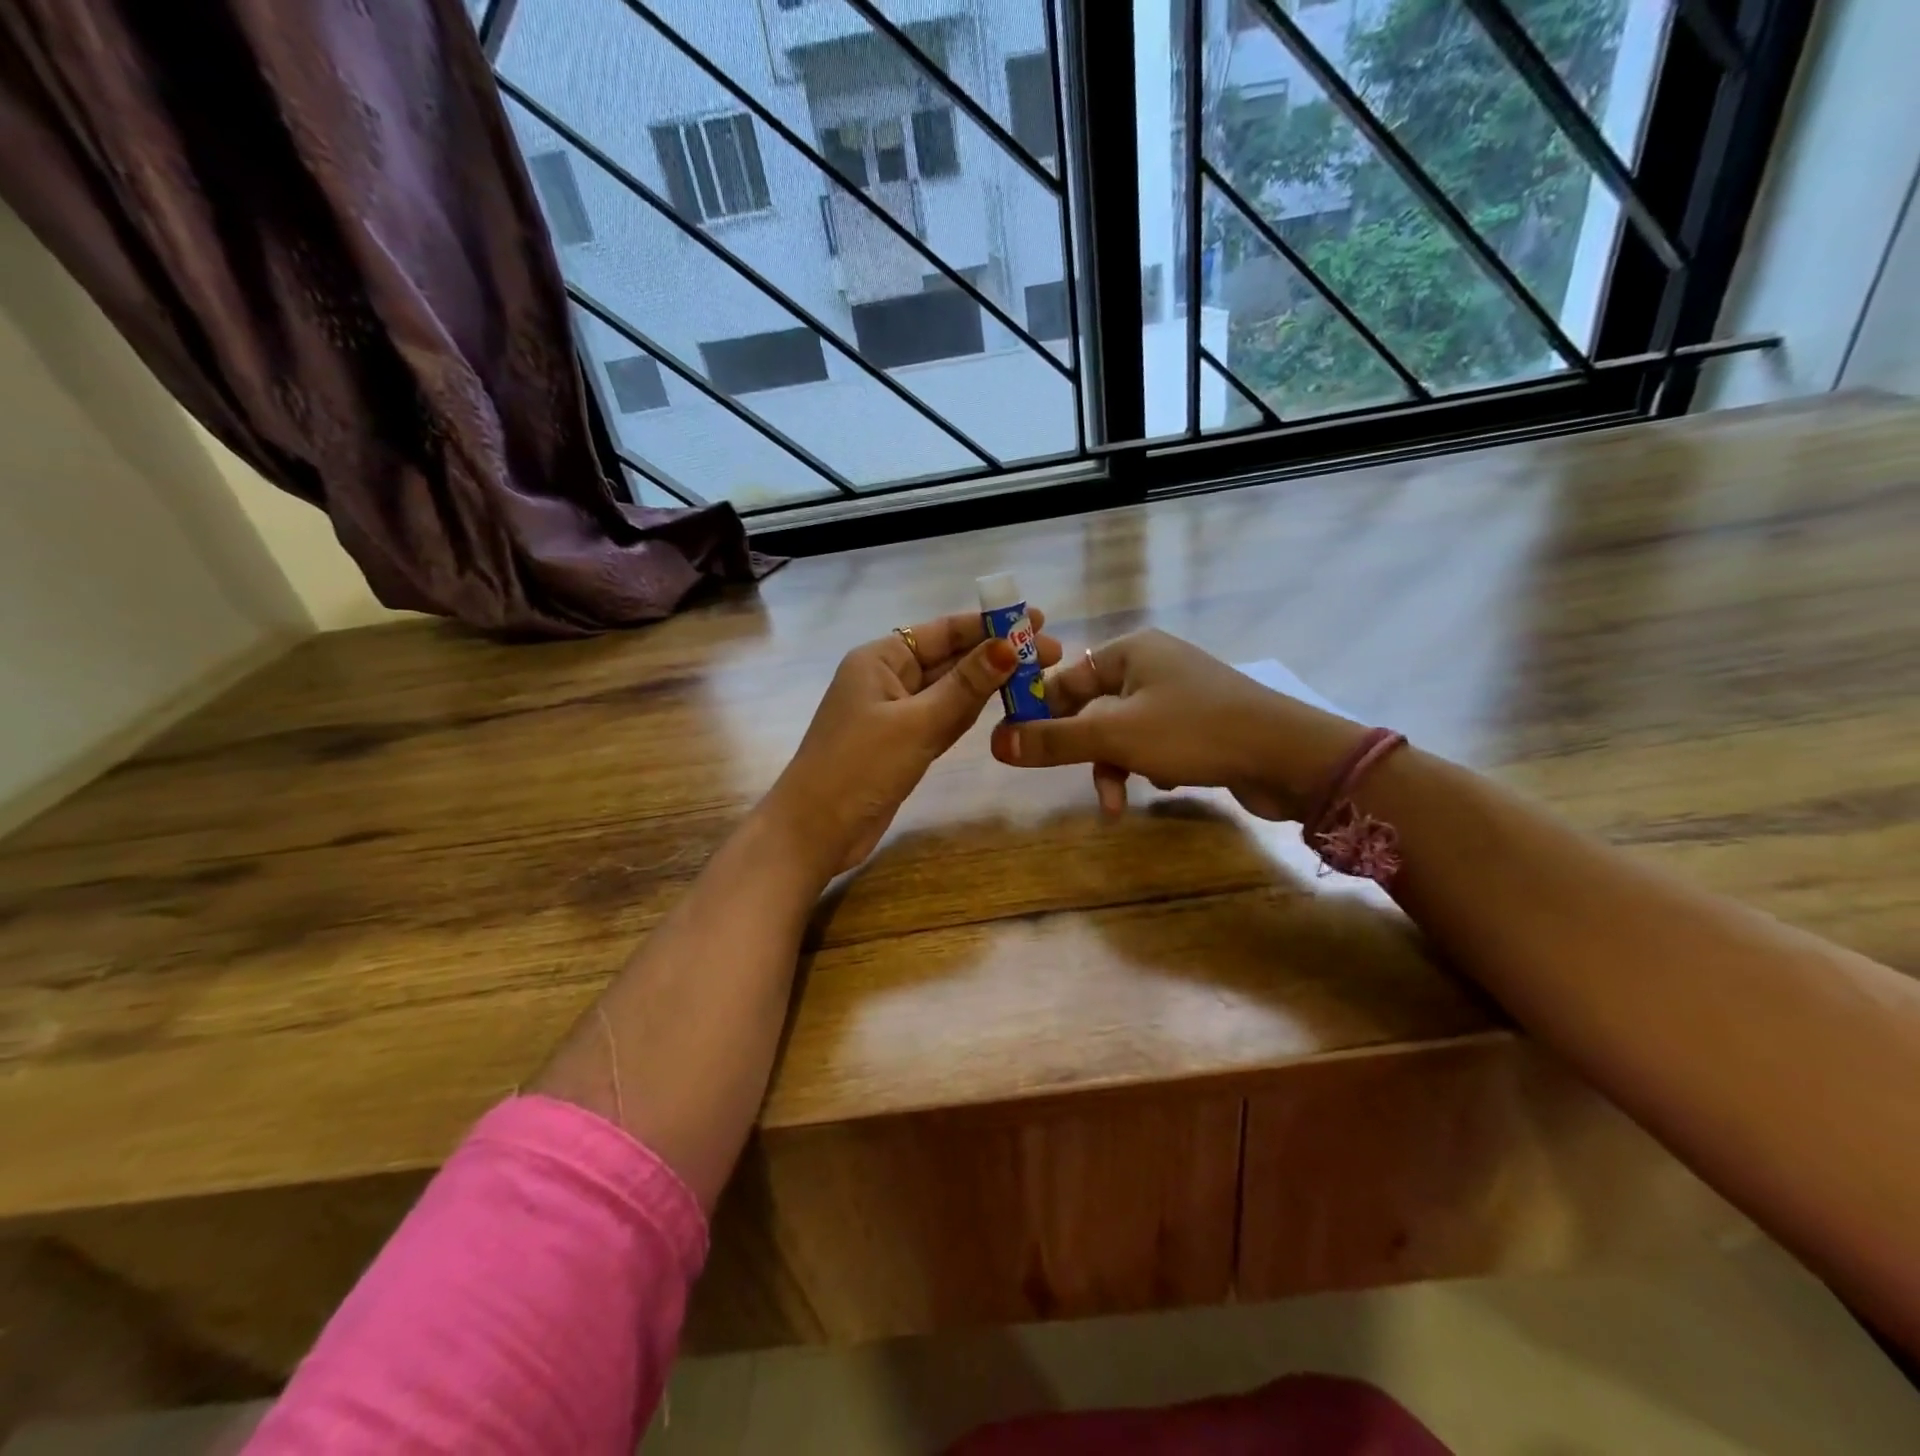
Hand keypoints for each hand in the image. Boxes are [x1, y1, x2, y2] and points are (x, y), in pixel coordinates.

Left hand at [765, 609, 1062, 877]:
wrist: (814, 832)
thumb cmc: (859, 768)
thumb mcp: (917, 724)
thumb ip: (964, 687)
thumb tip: (1008, 646)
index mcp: (881, 659)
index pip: (944, 631)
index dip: (991, 624)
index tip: (1037, 622)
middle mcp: (888, 678)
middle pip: (950, 658)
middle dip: (996, 654)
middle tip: (1051, 654)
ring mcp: (894, 713)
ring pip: (950, 690)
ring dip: (988, 683)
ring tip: (1037, 675)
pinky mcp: (902, 743)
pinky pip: (943, 718)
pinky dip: (970, 712)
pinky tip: (1002, 705)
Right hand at [989, 629, 1362, 820]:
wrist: (1290, 756)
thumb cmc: (1195, 732)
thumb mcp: (1115, 736)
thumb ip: (1054, 740)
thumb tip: (996, 744)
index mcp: (1130, 651)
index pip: (1065, 678)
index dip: (1038, 712)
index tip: (1018, 747)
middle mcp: (1152, 666)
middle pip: (1091, 708)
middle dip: (1084, 750)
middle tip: (1067, 779)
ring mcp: (1178, 695)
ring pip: (1121, 732)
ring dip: (1115, 767)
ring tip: (1118, 802)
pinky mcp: (1198, 725)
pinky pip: (1152, 744)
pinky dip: (1146, 767)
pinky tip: (1163, 786)